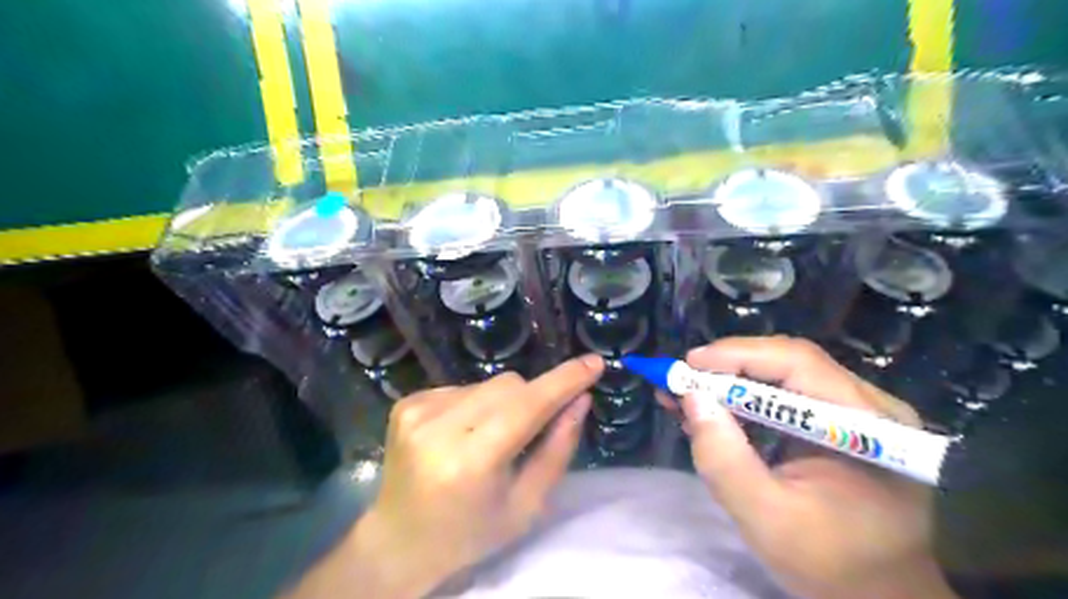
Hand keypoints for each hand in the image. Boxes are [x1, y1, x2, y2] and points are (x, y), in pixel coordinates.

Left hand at [288, 355, 603, 597]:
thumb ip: (558, 449)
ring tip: (489, 439)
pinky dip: (475, 404)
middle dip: (532, 399)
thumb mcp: (526, 505)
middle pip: (509, 385)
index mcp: (471, 462)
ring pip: (488, 383)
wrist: (399, 541)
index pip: (528, 406)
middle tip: (531, 431)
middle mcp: (438, 427)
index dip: (564, 381)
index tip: (594, 363)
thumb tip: (581, 399)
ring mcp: (417, 410)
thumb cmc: (471, 532)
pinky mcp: (407, 402)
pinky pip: (463, 386)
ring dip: (503, 403)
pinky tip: (464, 434)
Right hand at [674, 336, 958, 598]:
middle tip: (681, 381)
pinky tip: (713, 412)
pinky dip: (743, 400)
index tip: (689, 365)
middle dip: (728, 368)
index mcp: (866, 426)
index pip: (798, 363)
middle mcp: (868, 406)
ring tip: (686, 395)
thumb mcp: (767, 519)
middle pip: (788, 363)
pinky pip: (784, 396)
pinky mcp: (838, 424)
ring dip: (730, 382)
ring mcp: (855, 413)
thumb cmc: (833, 565)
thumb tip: (692, 398)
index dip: (739, 355)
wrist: (881, 594)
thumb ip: (725, 460)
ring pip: (782, 376)